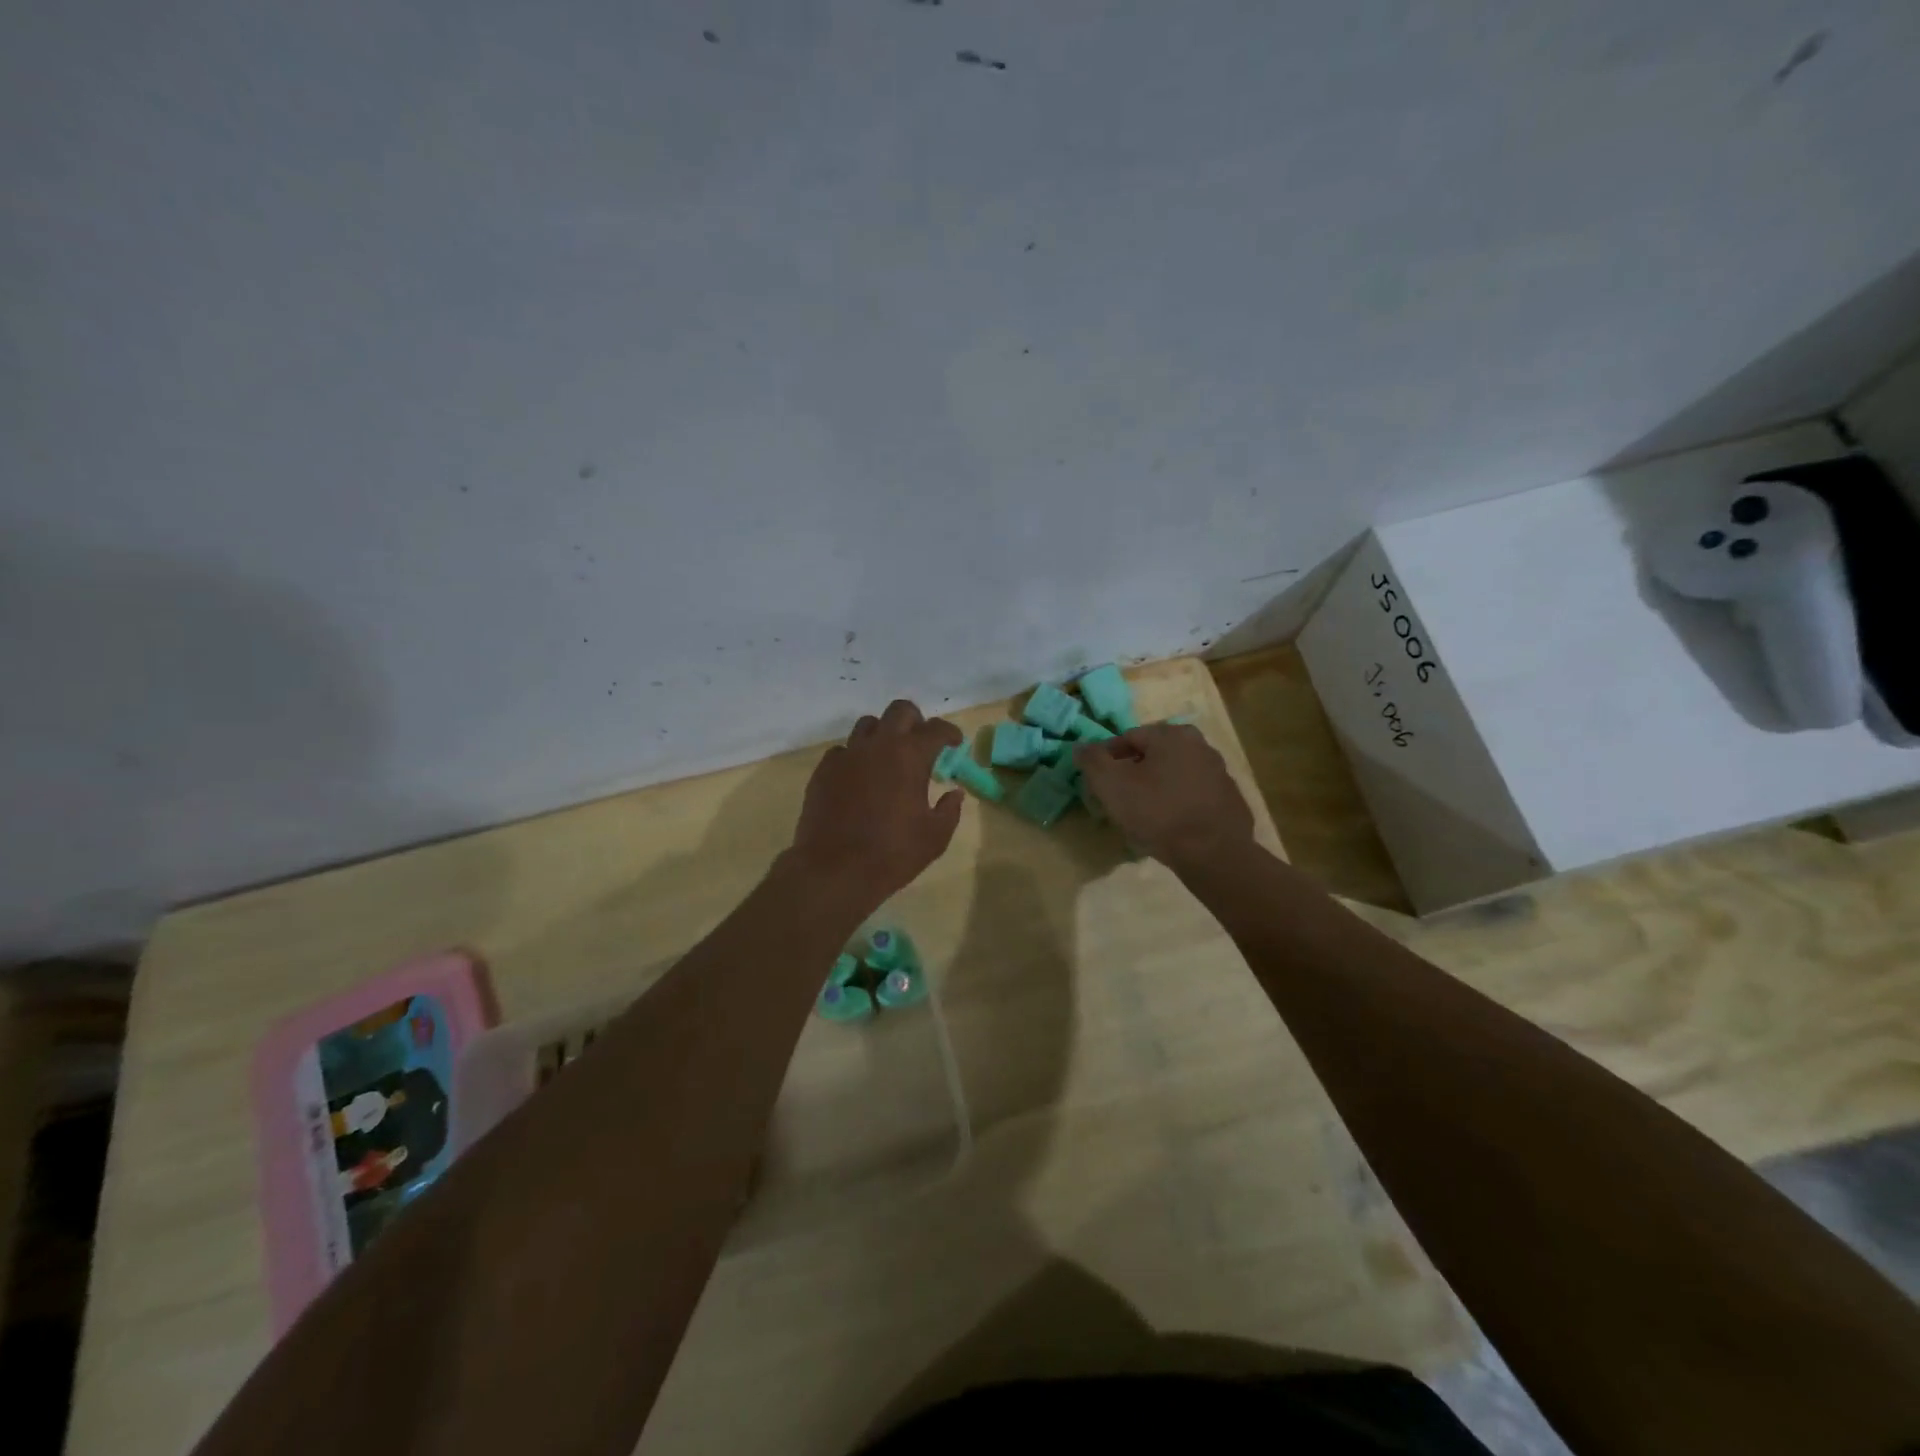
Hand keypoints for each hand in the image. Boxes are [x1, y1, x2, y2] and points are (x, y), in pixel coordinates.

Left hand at [788, 700, 965, 904]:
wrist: (833, 870)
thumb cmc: (892, 854)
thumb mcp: (934, 837)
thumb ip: (949, 810)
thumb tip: (954, 793)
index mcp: (910, 756)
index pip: (936, 729)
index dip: (950, 733)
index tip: (955, 743)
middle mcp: (878, 745)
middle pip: (900, 711)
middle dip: (916, 721)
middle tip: (921, 743)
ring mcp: (847, 755)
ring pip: (868, 725)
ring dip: (883, 734)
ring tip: (888, 757)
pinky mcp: (823, 770)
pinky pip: (843, 750)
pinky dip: (855, 757)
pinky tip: (859, 778)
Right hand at [1074, 723, 1254, 868]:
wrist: (1213, 854)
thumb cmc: (1158, 813)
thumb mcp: (1111, 785)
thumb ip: (1092, 760)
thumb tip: (1081, 746)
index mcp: (1172, 734)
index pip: (1127, 738)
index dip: (1107, 759)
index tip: (1098, 783)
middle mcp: (1200, 745)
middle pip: (1153, 755)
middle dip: (1133, 772)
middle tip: (1119, 799)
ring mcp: (1219, 772)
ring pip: (1174, 774)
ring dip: (1156, 787)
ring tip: (1143, 815)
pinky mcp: (1230, 799)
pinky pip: (1193, 795)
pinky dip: (1178, 803)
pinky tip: (1169, 825)